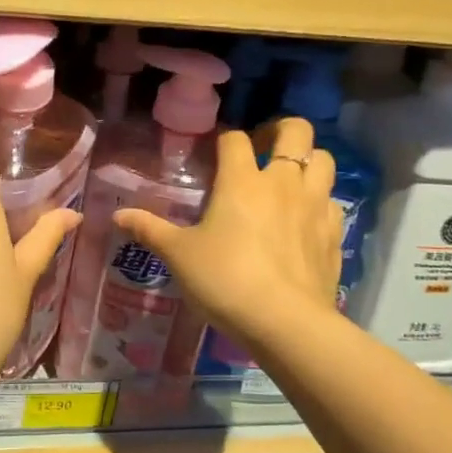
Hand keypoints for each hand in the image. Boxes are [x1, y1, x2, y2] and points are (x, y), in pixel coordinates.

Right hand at [113, 117, 342, 359]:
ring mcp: (315, 206)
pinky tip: (304, 220)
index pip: (235, 138)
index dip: (225, 138)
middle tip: (263, 147)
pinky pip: (332, 203)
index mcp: (242, 180)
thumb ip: (150, 230)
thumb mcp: (179, 256)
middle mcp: (283, 182)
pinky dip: (320, 202)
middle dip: (281, 130)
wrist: (284, 322)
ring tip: (289, 178)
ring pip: (324, 161)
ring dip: (308, 161)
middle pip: (296, 131)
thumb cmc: (225, 280)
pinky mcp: (334, 234)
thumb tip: (117, 215)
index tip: (216, 150)